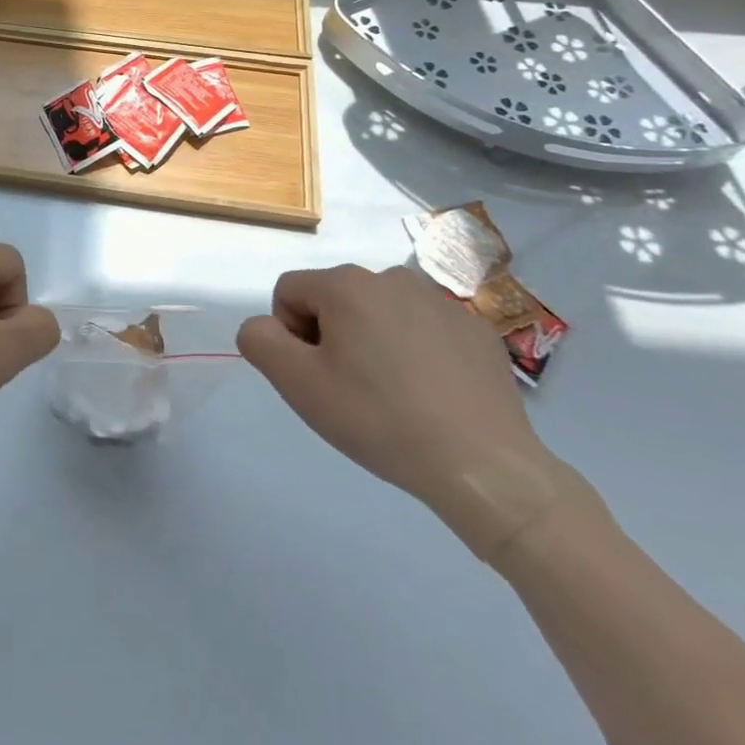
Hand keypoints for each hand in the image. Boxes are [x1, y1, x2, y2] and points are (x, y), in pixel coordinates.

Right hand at [238, 265, 584, 559]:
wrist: (485, 467)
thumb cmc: (380, 419)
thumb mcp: (298, 385)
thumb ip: (260, 340)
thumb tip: (264, 326)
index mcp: (346, 284)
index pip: (290, 292)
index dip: (290, 335)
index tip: (317, 377)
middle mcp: (391, 277)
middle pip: (335, 299)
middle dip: (332, 337)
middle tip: (352, 390)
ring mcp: (440, 301)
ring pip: (380, 313)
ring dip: (373, 341)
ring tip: (393, 394)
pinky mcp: (476, 329)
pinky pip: (424, 329)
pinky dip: (417, 353)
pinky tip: (431, 395)